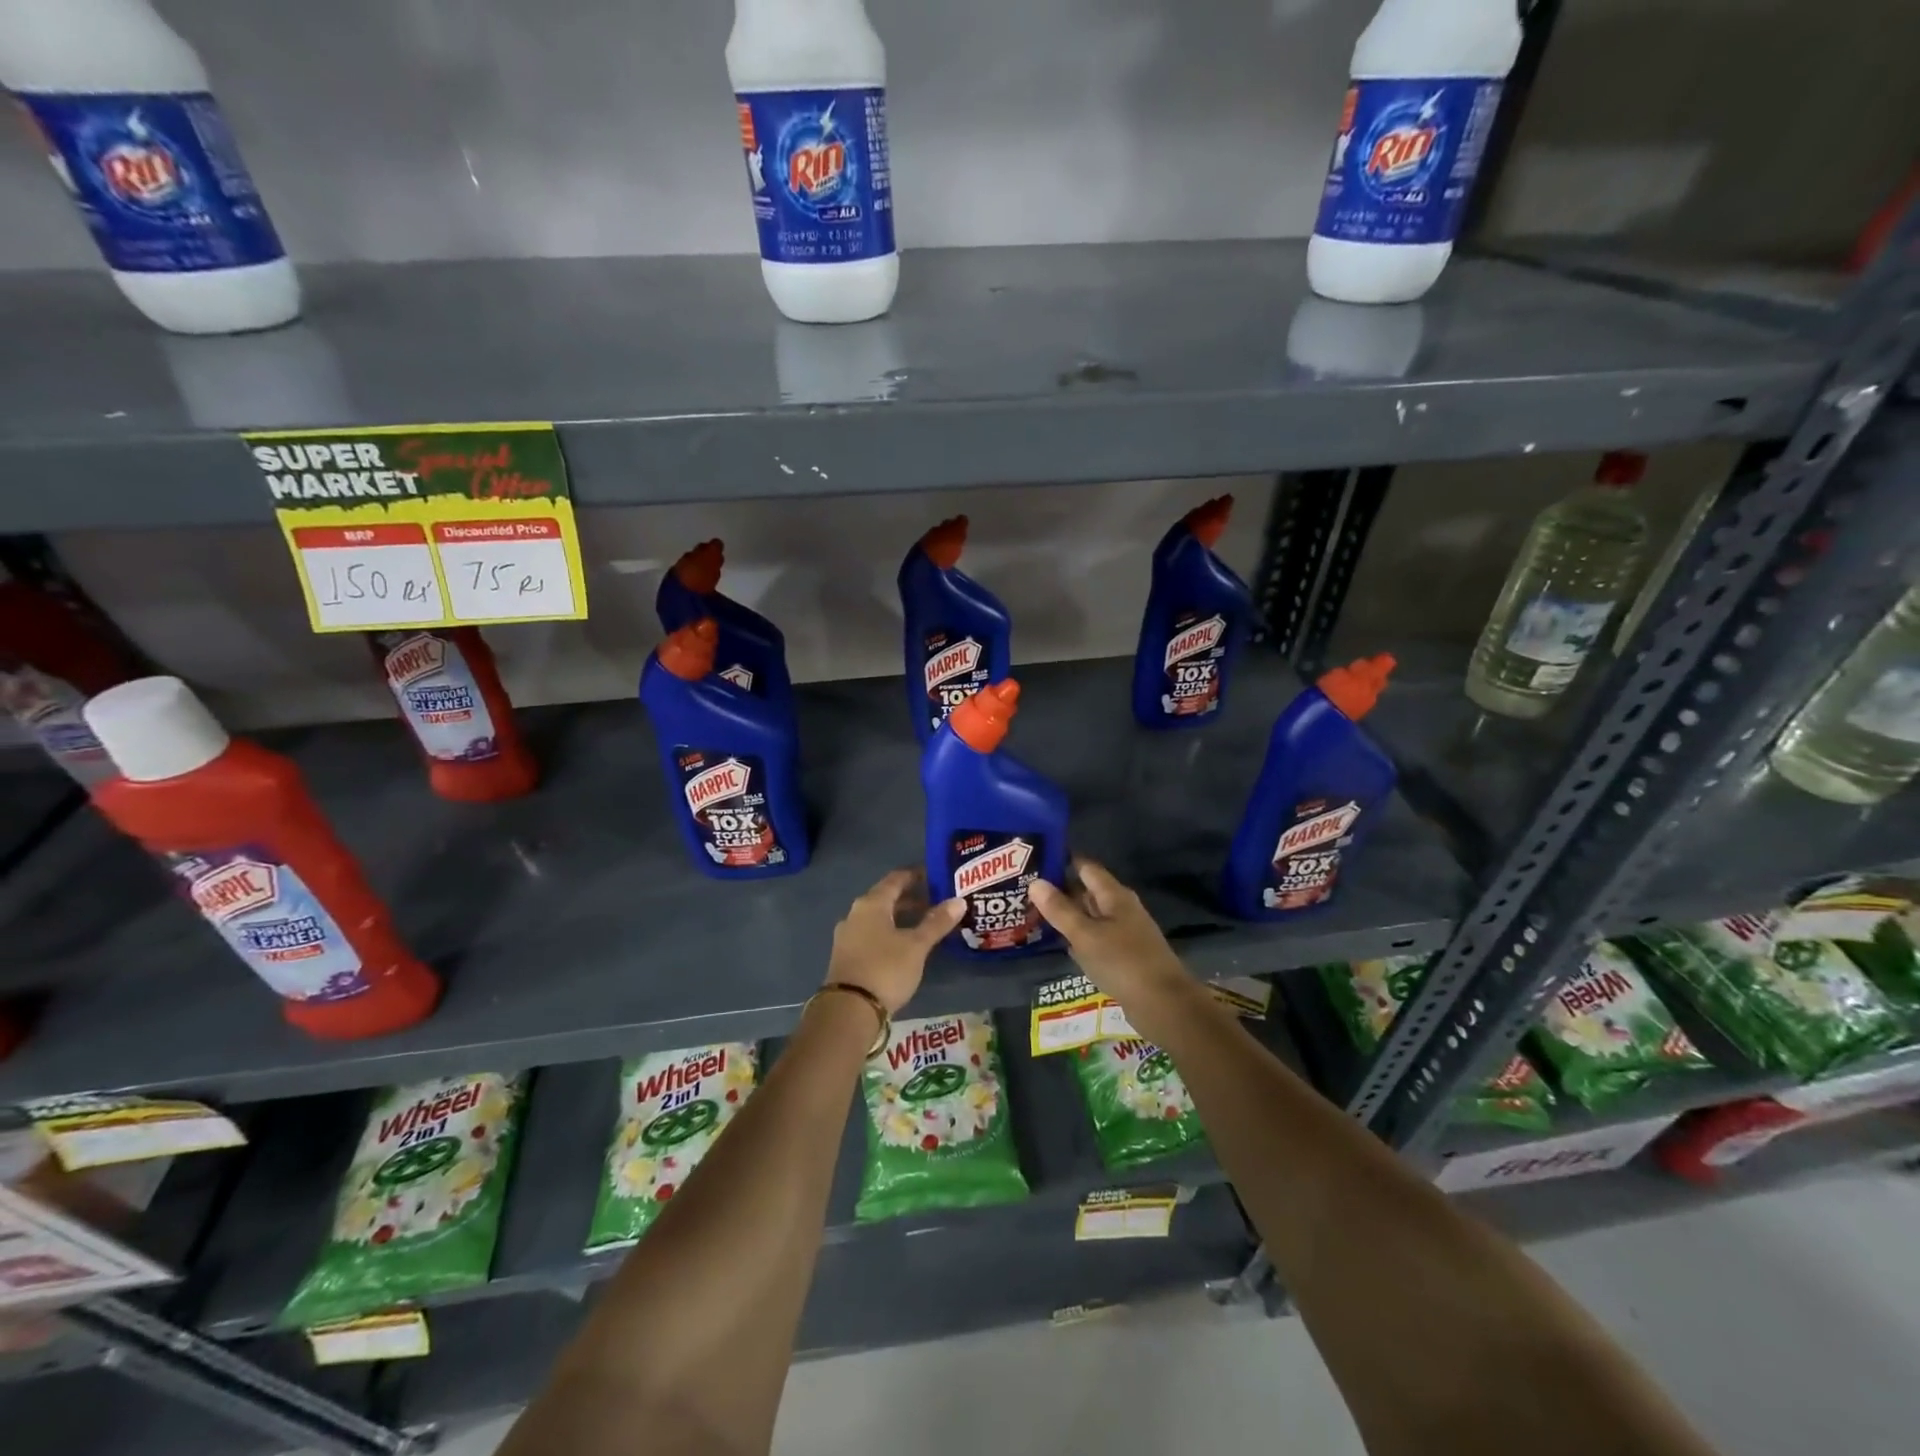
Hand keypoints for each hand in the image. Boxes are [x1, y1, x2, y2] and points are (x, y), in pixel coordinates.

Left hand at [825, 869, 964, 1014]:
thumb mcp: (916, 946)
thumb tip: (959, 900)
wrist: (848, 1010)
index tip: (936, 877)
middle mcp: (855, 914)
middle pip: (886, 898)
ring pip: (879, 918)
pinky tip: (904, 946)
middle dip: (911, 899)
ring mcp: (847, 936)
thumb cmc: (885, 969)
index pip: (896, 879)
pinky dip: (889, 934)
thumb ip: (937, 922)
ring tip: (925, 925)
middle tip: (937, 902)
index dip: (916, 875)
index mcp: (871, 904)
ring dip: (900, 918)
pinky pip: (871, 935)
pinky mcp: (846, 956)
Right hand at [1030, 857, 1189, 1004]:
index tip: (1033, 862)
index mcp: (1114, 896)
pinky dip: (1079, 937)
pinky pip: (1096, 938)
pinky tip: (1061, 944)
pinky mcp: (1125, 955)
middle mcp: (1121, 909)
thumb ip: (1060, 910)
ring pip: (1091, 916)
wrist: (1164, 1005)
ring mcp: (1125, 933)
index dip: (1061, 862)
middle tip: (1025, 891)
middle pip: (1087, 891)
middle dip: (1060, 891)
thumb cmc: (1122, 962)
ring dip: (1068, 916)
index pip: (1085, 868)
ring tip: (1034, 915)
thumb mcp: (1085, 935)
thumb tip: (1035, 882)